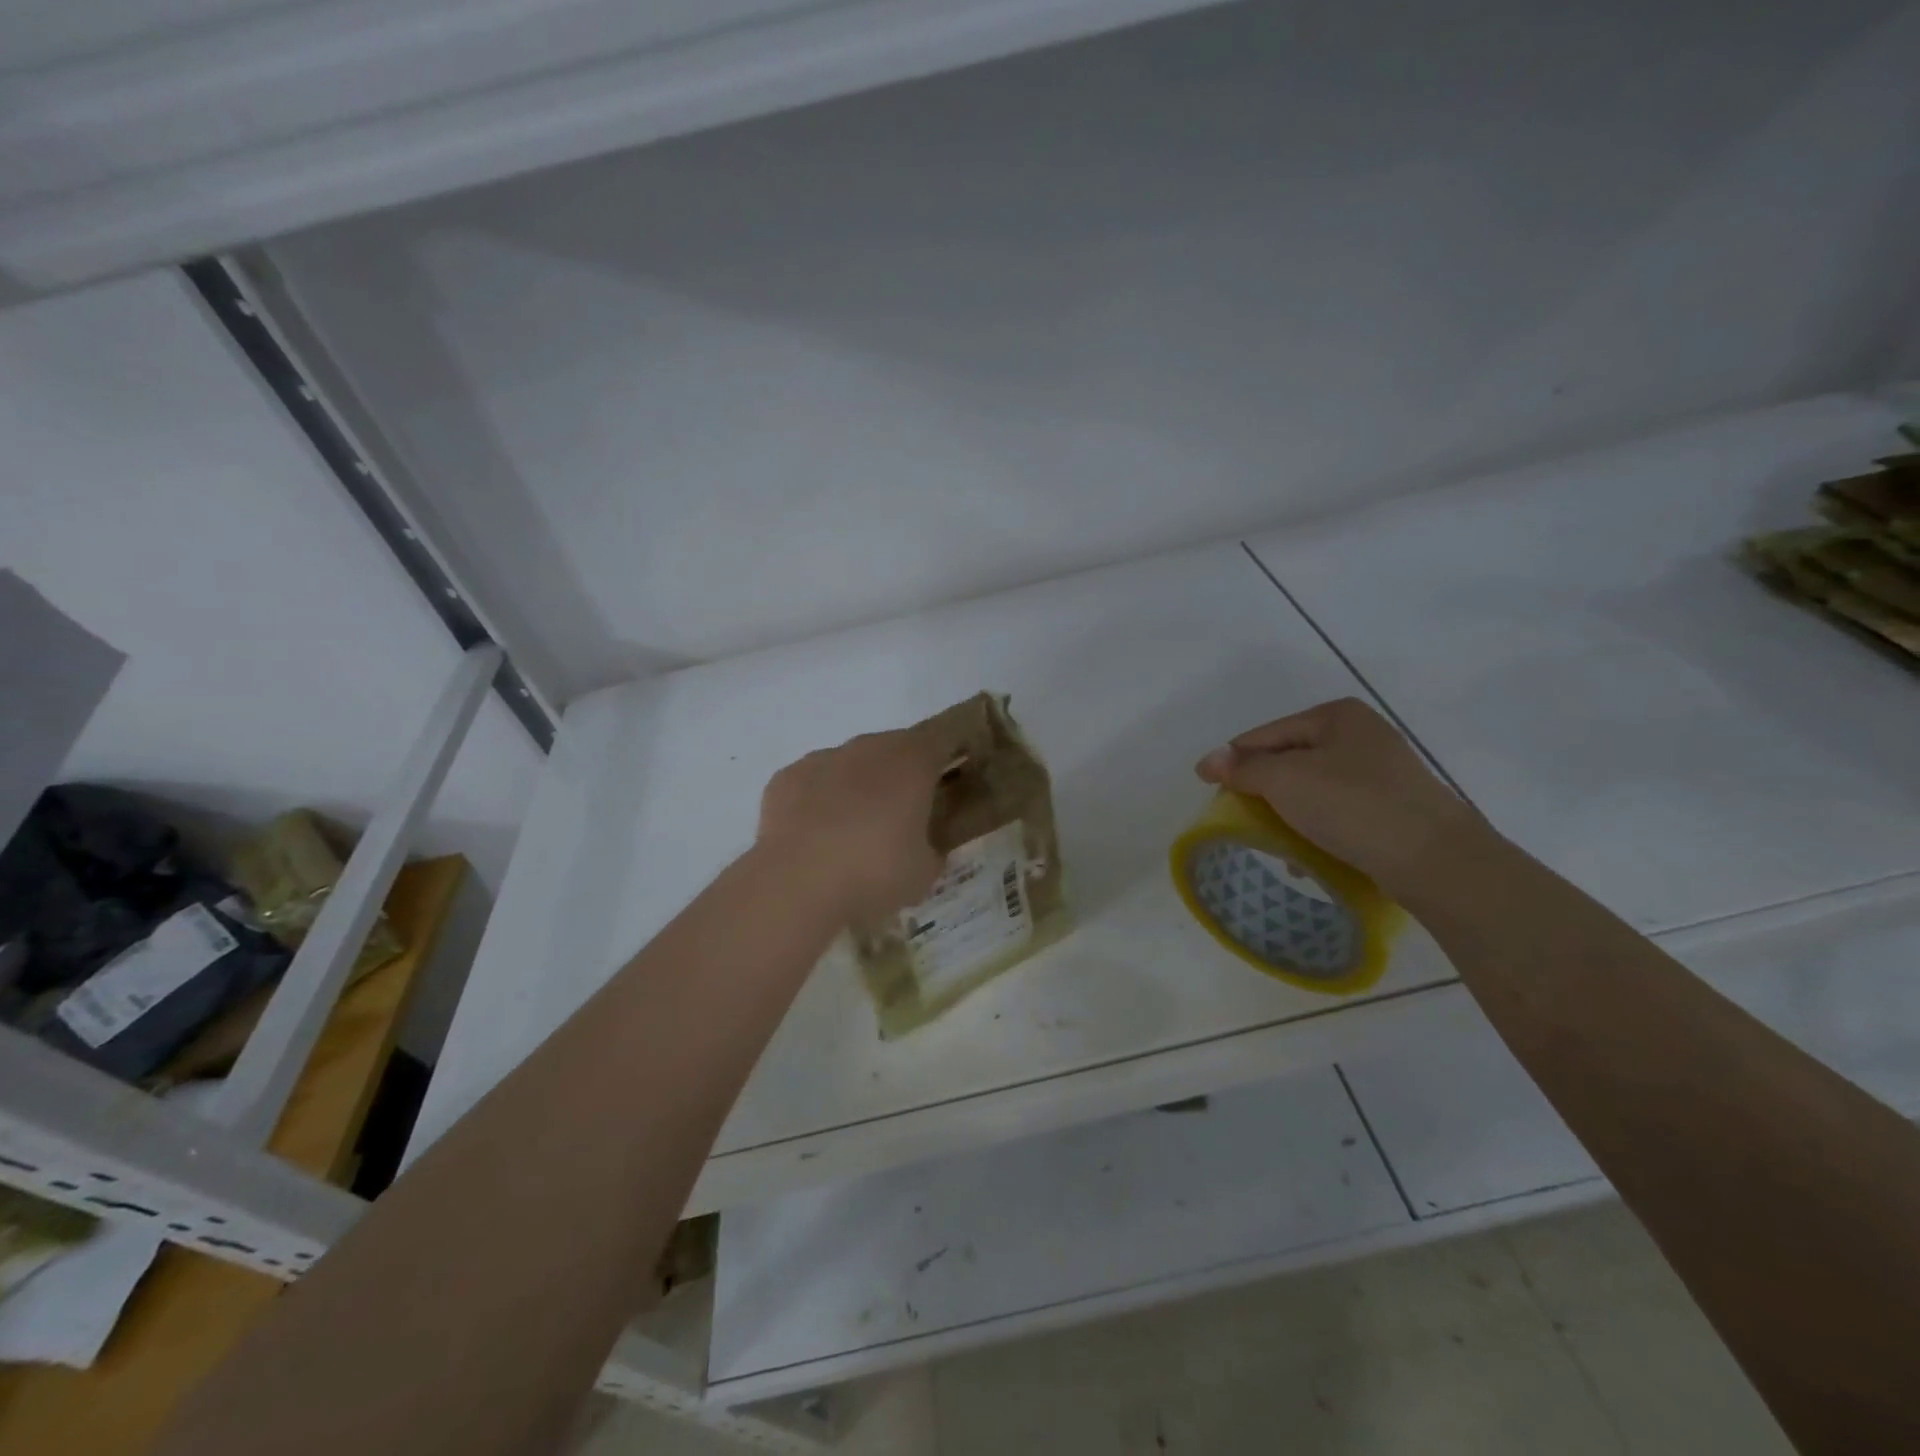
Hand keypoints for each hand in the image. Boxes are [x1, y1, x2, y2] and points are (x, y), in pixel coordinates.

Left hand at [758, 727, 948, 923]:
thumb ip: (933, 848)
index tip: (955, 775)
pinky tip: (816, 835)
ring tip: (855, 830)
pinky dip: (819, 801)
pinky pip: (813, 783)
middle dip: (901, 774)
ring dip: (858, 786)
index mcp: (912, 761)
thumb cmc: (875, 871)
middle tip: (904, 813)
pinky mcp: (786, 778)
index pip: (944, 738)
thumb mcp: (925, 871)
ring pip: (850, 764)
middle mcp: (868, 748)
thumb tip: (926, 846)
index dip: (953, 752)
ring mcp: (823, 759)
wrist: (797, 883)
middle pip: (895, 748)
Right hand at [1195, 697, 1488, 895]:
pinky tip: (1305, 858)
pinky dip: (1316, 830)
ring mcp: (1381, 774)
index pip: (1266, 734)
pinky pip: (1337, 813)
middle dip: (1263, 791)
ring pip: (1312, 790)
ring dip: (1287, 815)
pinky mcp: (1392, 810)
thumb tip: (1207, 761)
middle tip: (1240, 818)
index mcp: (1337, 716)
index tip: (1210, 790)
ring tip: (1272, 843)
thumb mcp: (1285, 780)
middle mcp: (1361, 736)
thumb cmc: (1352, 806)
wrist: (1434, 860)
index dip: (1234, 760)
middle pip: (1290, 761)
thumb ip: (1242, 769)